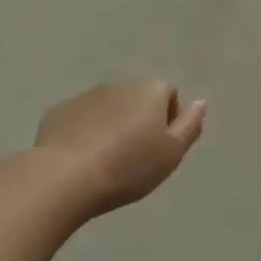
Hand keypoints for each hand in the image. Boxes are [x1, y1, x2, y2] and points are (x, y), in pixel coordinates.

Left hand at [35, 79, 206, 216]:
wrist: (65, 177)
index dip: (169, 120)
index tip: (160, 148)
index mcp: (149, 89)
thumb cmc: (128, 167)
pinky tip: (81, 159)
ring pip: (107, 107)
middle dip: (139, 119)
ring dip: (111, 124)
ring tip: (106, 160)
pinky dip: (84, 132)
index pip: (169, 94)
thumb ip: (190, 126)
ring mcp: (86, 95)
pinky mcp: (59, 110)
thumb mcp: (171, 154)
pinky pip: (80, 118)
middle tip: (135, 156)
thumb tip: (201, 102)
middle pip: (137, 98)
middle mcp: (119, 83)